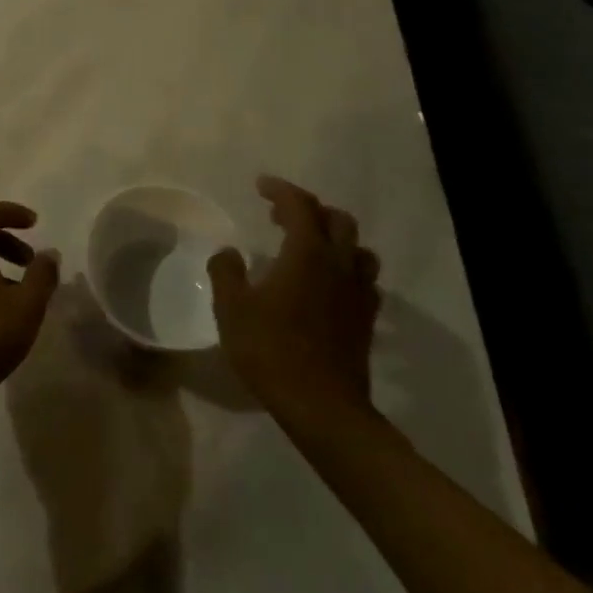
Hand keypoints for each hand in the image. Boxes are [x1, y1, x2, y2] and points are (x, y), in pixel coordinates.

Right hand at [208, 177, 382, 426]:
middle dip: (310, 209)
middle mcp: (339, 265)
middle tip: (281, 216)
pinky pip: (363, 280)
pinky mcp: (366, 320)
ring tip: (309, 246)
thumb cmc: (271, 350)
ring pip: (358, 249)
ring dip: (335, 238)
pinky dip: (345, 269)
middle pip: (337, 220)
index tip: (261, 186)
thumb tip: (229, 253)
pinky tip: (328, 284)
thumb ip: (226, 272)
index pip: (299, 206)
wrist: (322, 406)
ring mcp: (358, 293)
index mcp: (307, 253)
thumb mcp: (232, 308)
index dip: (280, 190)